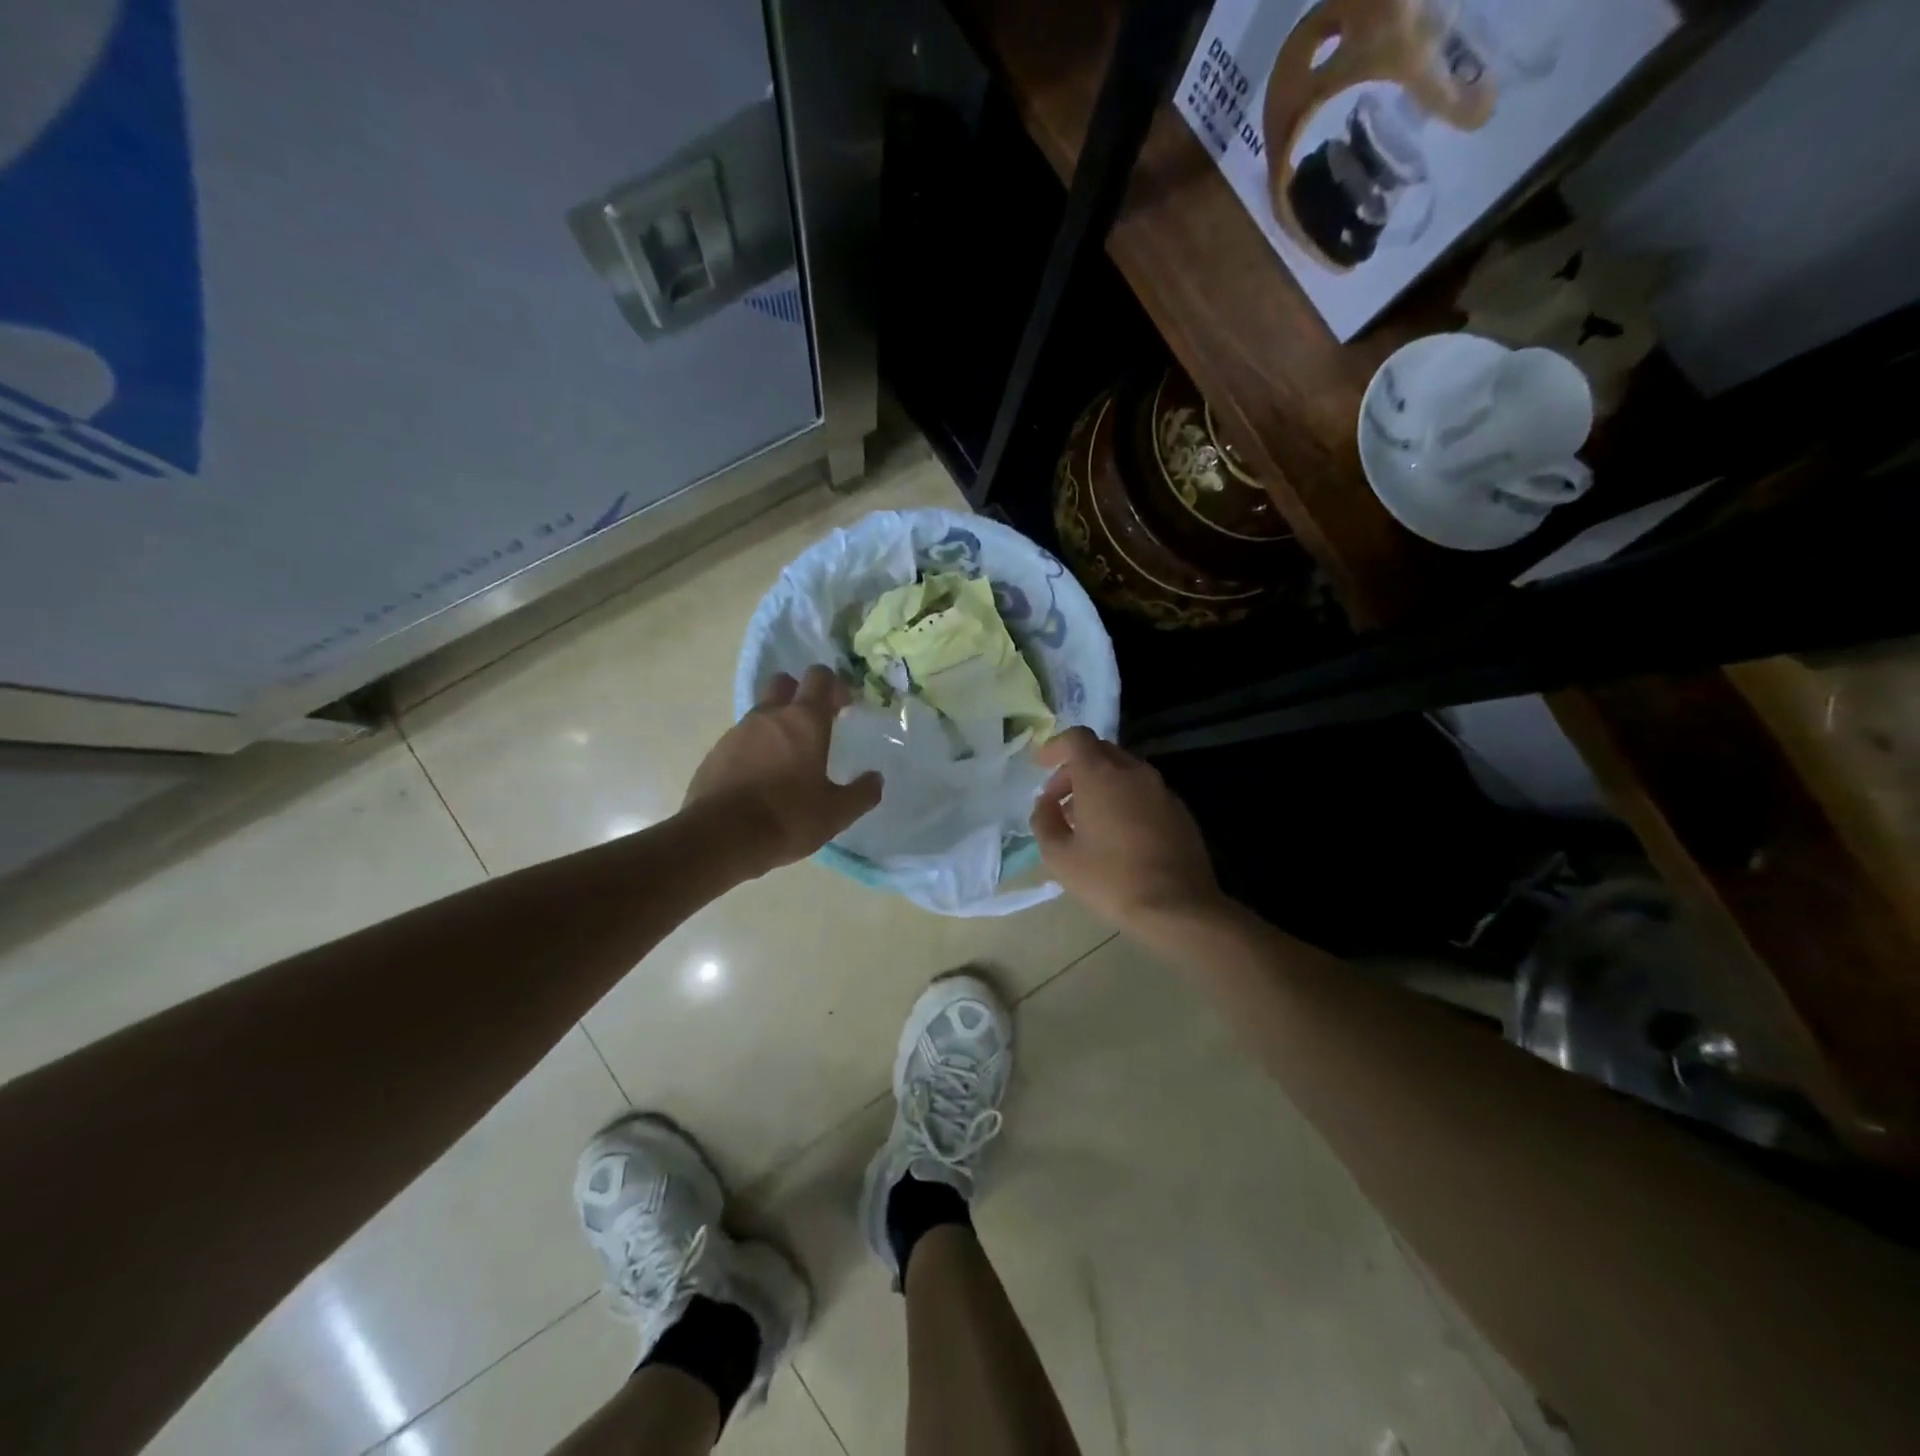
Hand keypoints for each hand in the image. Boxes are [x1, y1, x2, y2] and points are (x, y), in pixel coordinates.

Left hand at [683, 666, 881, 878]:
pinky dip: (754, 749)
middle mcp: (769, 716)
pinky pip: (740, 740)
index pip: (819, 677)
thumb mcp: (836, 813)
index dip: (833, 685)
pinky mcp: (715, 753)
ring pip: (760, 713)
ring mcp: (737, 732)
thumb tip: (875, 779)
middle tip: (813, 724)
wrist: (720, 837)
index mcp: (804, 721)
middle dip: (799, 694)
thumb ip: (862, 793)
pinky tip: (760, 779)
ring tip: (787, 760)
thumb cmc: (787, 818)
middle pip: (783, 683)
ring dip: (775, 725)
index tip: (842, 708)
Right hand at [1030, 728, 1224, 932]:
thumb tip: (1045, 804)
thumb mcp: (1059, 857)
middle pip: (1100, 752)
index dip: (1054, 747)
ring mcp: (1161, 789)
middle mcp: (1134, 772)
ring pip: (1124, 772)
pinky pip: (1143, 792)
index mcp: (1101, 775)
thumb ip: (1044, 821)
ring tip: (1085, 822)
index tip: (1040, 765)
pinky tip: (1117, 835)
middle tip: (1058, 800)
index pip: (1076, 738)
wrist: (1178, 907)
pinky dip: (1124, 800)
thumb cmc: (1111, 879)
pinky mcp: (1179, 810)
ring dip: (1100, 786)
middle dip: (1074, 770)